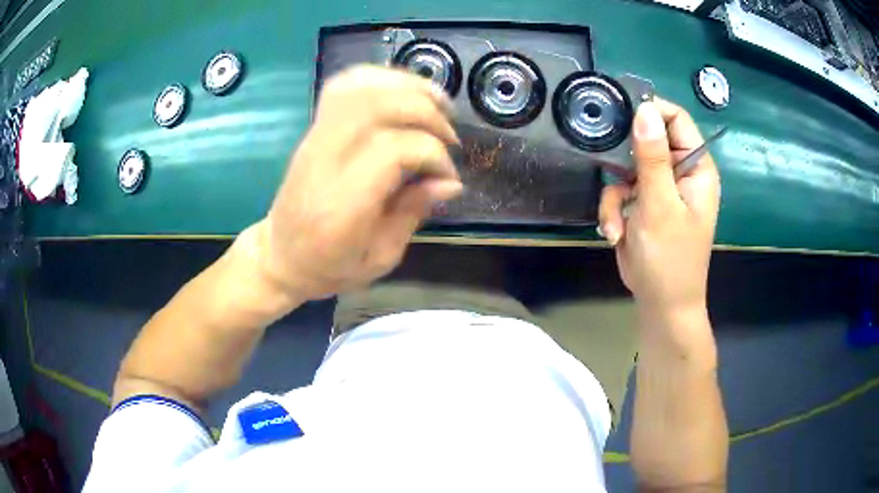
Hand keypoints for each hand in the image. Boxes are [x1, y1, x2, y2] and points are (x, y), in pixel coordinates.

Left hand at [250, 65, 462, 301]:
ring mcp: (316, 138)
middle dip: (426, 113)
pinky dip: (379, 78)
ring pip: (361, 87)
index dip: (433, 154)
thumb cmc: (329, 266)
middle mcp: (326, 160)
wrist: (280, 254)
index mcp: (342, 203)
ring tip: (437, 105)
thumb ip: (413, 213)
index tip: (447, 177)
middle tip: (449, 137)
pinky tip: (403, 92)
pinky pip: (344, 85)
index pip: (394, 149)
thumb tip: (451, 182)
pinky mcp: (314, 128)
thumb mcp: (380, 257)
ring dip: (408, 87)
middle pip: (378, 106)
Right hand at [598, 99, 719, 318]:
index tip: (620, 114)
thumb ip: (652, 157)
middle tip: (612, 173)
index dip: (650, 111)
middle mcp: (680, 172)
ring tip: (616, 225)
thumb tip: (644, 110)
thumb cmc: (670, 258)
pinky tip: (614, 234)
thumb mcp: (660, 206)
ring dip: (615, 196)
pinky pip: (619, 192)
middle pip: (647, 140)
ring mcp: (660, 188)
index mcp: (696, 167)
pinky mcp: (642, 204)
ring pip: (626, 168)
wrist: (660, 304)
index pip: (677, 119)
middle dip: (624, 160)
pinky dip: (612, 211)